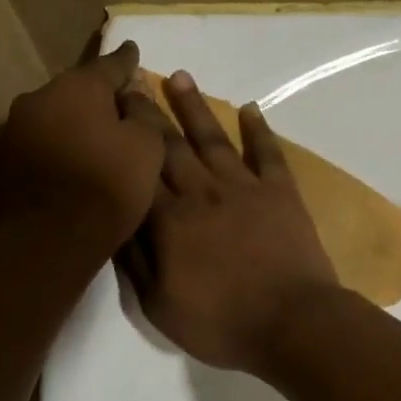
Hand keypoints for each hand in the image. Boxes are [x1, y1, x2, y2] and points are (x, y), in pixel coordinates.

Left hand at [0, 42, 166, 249]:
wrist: (49, 239)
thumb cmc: (107, 187)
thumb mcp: (147, 147)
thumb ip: (142, 113)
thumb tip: (131, 97)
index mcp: (78, 86)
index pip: (110, 65)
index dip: (127, 61)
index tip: (133, 52)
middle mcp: (40, 96)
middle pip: (78, 90)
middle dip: (98, 97)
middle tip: (120, 107)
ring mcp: (17, 127)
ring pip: (56, 115)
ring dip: (75, 122)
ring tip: (96, 139)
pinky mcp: (6, 158)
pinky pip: (43, 141)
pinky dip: (60, 145)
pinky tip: (74, 161)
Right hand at [120, 71, 340, 373]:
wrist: (292, 324)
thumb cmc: (220, 323)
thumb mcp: (158, 305)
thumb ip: (134, 261)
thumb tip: (114, 221)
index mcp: (168, 220)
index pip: (138, 168)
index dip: (123, 136)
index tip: (108, 107)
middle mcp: (201, 192)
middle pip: (169, 144)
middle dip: (148, 110)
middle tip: (132, 78)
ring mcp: (243, 189)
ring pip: (212, 139)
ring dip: (194, 106)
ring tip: (178, 76)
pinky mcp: (280, 194)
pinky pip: (266, 153)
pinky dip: (258, 130)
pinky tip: (250, 109)